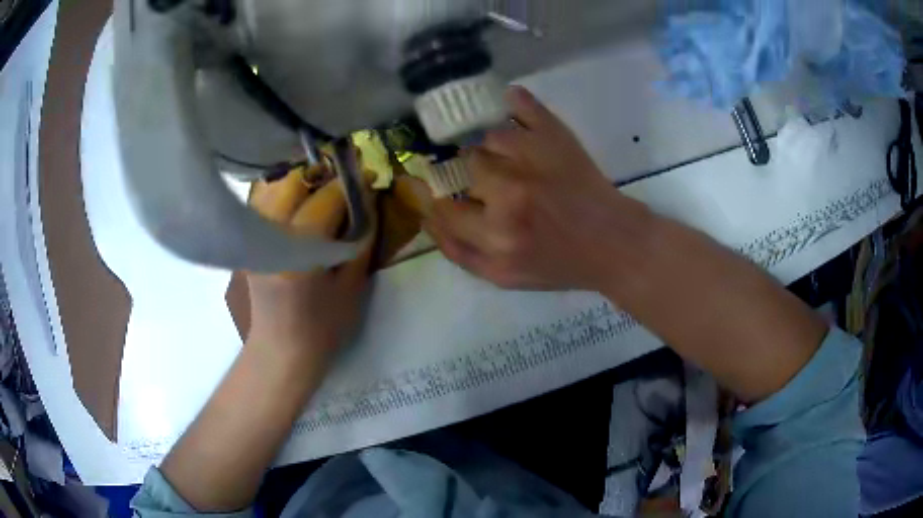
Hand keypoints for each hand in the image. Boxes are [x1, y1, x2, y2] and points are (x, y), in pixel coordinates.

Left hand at [245, 169, 373, 361]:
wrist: (283, 349)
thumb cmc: (324, 326)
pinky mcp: (248, 239)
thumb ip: (362, 237)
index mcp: (298, 252)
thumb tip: (369, 198)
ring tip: (323, 196)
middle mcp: (268, 236)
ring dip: (303, 184)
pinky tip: (302, 208)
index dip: (351, 184)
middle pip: (293, 182)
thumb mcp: (353, 285)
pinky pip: (267, 202)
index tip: (369, 178)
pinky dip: (286, 196)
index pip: (326, 198)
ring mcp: (252, 236)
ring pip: (276, 187)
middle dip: (322, 177)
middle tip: (343, 188)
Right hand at [426, 86, 652, 290]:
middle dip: (472, 175)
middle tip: (490, 182)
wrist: (612, 242)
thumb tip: (427, 218)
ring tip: (508, 156)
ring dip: (492, 146)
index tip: (447, 194)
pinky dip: (516, 102)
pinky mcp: (556, 137)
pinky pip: (524, 106)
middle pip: (466, 166)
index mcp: (496, 235)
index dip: (440, 199)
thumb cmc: (560, 264)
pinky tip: (510, 102)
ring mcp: (533, 158)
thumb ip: (459, 253)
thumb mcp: (504, 277)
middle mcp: (509, 193)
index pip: (445, 207)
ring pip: (489, 137)